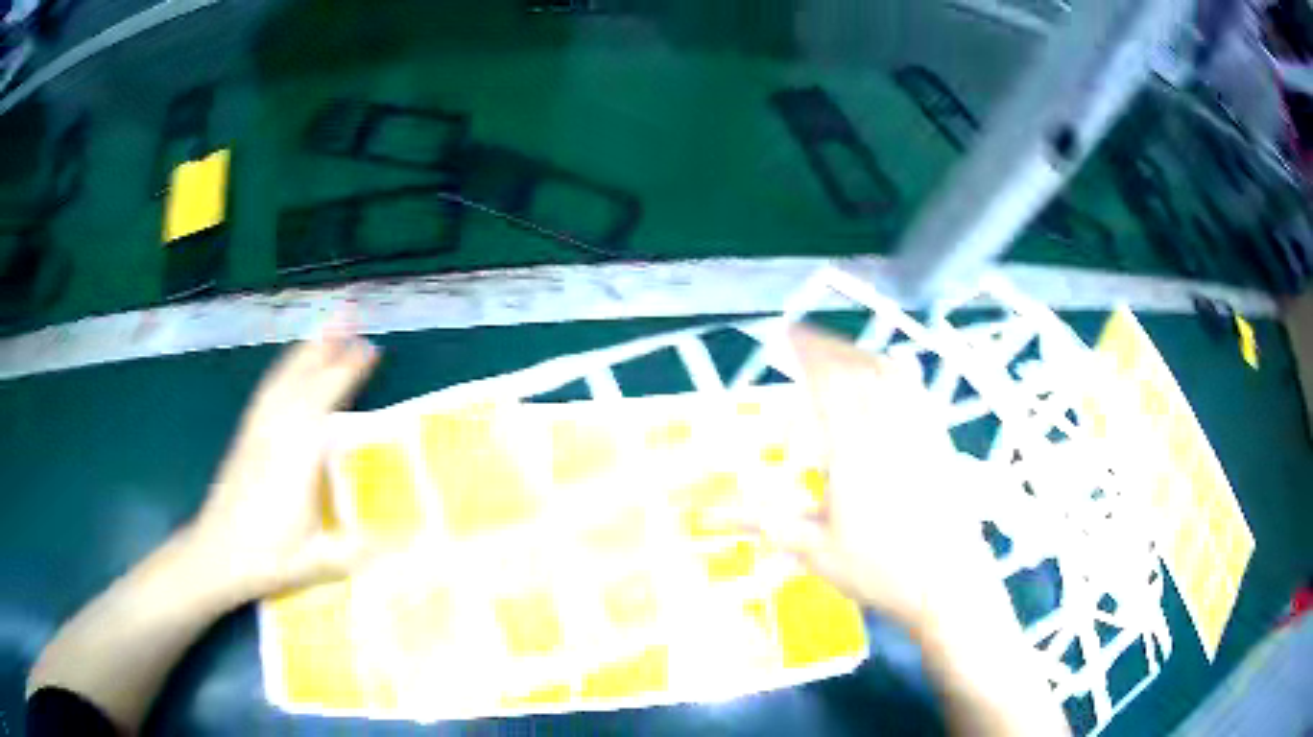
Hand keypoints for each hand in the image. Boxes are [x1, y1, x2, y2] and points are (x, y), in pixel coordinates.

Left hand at [183, 323, 379, 604]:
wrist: (216, 553)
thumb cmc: (266, 558)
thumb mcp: (315, 563)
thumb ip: (357, 550)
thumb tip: (406, 543)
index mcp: (295, 455)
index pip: (323, 399)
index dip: (347, 372)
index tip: (371, 349)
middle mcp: (276, 431)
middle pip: (303, 376)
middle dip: (328, 343)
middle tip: (352, 313)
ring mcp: (258, 429)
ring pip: (284, 376)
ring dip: (307, 348)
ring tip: (327, 324)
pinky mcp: (247, 434)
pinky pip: (269, 388)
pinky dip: (285, 368)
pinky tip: (292, 365)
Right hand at [746, 327, 1001, 634]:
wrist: (948, 585)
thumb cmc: (881, 572)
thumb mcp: (818, 552)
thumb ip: (772, 524)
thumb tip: (715, 516)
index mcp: (855, 451)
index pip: (829, 384)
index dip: (806, 353)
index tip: (787, 334)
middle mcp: (890, 429)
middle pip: (859, 369)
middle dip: (829, 348)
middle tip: (805, 339)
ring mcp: (921, 432)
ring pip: (891, 375)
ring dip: (861, 354)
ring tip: (840, 351)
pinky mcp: (941, 441)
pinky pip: (916, 391)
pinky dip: (896, 371)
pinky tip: (890, 374)